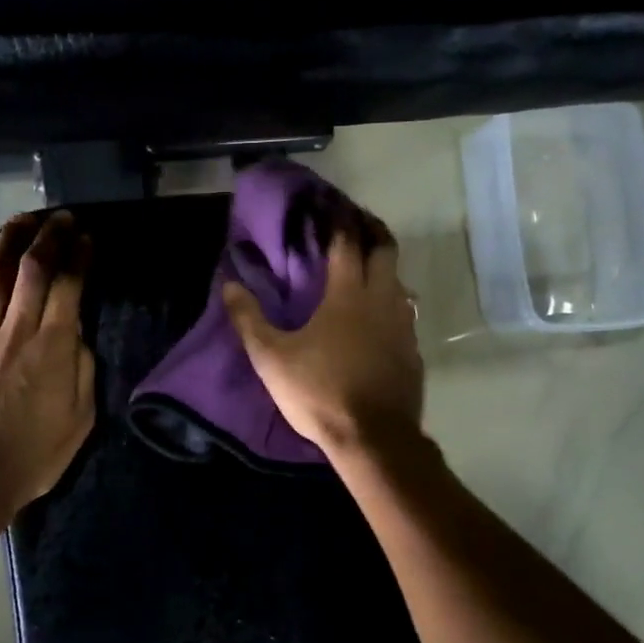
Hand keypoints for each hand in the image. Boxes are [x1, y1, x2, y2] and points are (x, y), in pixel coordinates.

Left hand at [0, 211, 95, 515]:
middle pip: (32, 270)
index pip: (69, 287)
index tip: (86, 237)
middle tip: (59, 217)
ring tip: (22, 218)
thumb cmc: (34, 455)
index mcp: (54, 348)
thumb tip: (76, 334)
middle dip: (48, 237)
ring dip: (10, 240)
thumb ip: (81, 369)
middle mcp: (17, 331)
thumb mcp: (80, 418)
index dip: (78, 256)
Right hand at [222, 220, 424, 457]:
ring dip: (384, 267)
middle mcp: (382, 299)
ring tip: (365, 268)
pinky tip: (378, 318)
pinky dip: (392, 303)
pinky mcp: (413, 351)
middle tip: (356, 224)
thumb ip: (249, 319)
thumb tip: (230, 284)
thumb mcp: (271, 358)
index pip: (347, 241)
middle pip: (385, 250)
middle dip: (372, 231)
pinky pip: (405, 313)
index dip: (341, 219)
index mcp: (348, 293)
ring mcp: (403, 325)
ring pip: (399, 281)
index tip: (333, 204)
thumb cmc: (319, 392)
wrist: (373, 438)